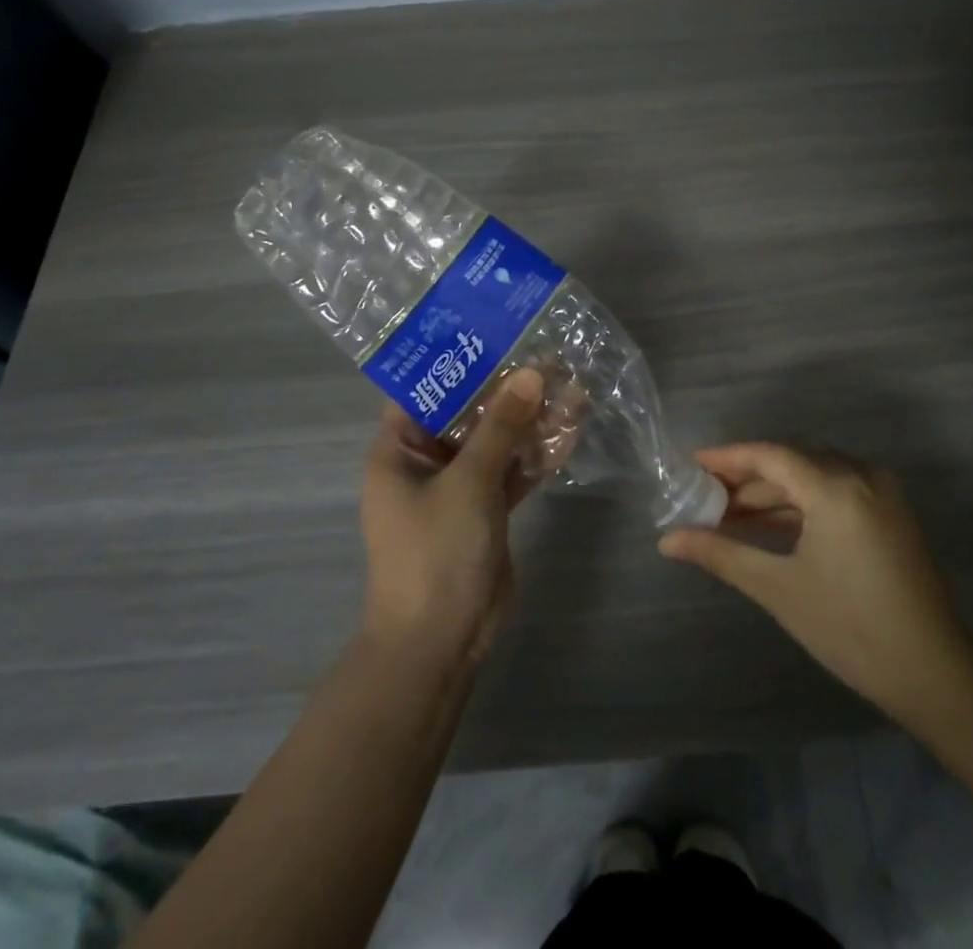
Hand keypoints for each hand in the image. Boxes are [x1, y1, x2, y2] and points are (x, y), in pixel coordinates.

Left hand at [359, 368, 544, 666]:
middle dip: (508, 387)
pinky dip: (537, 453)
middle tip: (550, 353)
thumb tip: (533, 372)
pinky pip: (513, 470)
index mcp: (400, 448)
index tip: (498, 330)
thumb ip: (501, 426)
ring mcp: (459, 485)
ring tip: (572, 384)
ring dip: (530, 419)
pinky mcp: (487, 508)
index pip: (426, 388)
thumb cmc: (436, 552)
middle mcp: (426, 460)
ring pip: (497, 440)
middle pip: (469, 411)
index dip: (459, 359)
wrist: (441, 642)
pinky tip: (573, 429)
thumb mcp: (469, 482)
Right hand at [659, 444, 972, 720]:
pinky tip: (769, 524)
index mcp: (836, 487)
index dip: (728, 457)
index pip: (770, 454)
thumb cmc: (850, 629)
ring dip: (772, 491)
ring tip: (729, 514)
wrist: (934, 673)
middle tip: (705, 495)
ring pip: (812, 475)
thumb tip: (667, 540)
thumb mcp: (778, 588)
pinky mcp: (889, 512)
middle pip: (791, 461)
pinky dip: (800, 503)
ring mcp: (880, 492)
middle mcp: (861, 475)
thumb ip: (721, 554)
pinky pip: (834, 491)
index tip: (692, 465)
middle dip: (747, 477)